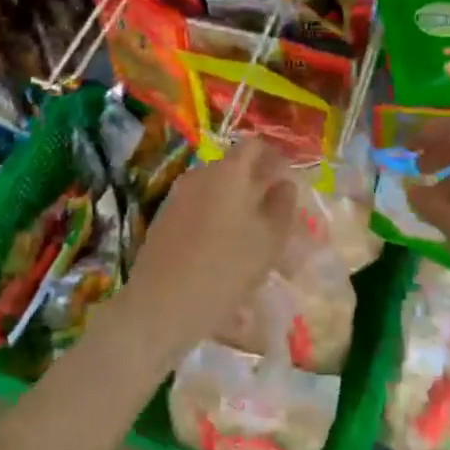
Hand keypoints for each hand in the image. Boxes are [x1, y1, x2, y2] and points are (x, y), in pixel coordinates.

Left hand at [116, 137, 297, 365]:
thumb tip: (284, 184)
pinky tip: (223, 251)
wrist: (161, 304)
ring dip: (237, 205)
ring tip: (252, 240)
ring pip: (217, 190)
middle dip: (257, 185)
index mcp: (229, 171)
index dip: (275, 157)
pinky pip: (200, 207)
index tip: (288, 179)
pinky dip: (216, 218)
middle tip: (276, 215)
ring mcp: (179, 194)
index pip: (255, 146)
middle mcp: (201, 173)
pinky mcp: (165, 217)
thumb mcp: (269, 241)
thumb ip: (282, 206)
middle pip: (235, 168)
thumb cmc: (224, 268)